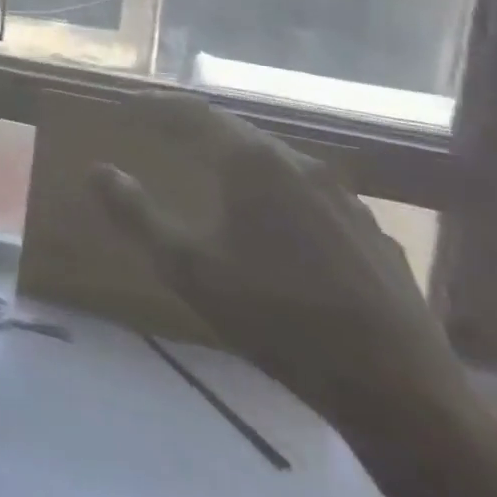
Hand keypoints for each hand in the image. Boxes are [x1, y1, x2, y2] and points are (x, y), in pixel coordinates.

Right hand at [92, 98, 466, 426]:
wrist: (399, 391)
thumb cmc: (277, 318)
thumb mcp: (188, 267)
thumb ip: (136, 214)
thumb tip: (97, 170)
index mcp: (254, 163)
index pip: (194, 113)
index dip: (157, 106)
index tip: (128, 105)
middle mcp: (301, 165)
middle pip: (237, 132)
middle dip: (196, 129)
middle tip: (164, 133)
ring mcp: (345, 199)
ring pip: (278, 163)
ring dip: (239, 160)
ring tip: (214, 174)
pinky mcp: (372, 234)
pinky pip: (310, 195)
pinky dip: (277, 193)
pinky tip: (275, 225)